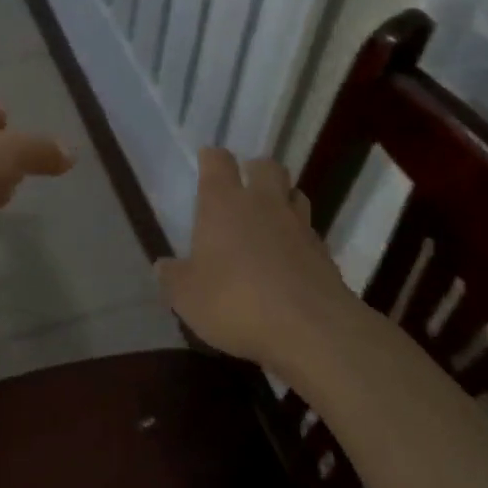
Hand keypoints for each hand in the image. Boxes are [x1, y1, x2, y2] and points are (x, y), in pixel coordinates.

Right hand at [157, 149, 354, 368]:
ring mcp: (298, 225)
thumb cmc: (236, 301)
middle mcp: (263, 203)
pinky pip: (309, 233)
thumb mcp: (187, 297)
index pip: (218, 161)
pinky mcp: (324, 253)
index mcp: (224, 203)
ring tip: (270, 221)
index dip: (212, 159)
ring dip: (283, 200)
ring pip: (294, 194)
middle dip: (255, 171)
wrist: (311, 329)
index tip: (206, 163)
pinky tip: (288, 262)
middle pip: (266, 166)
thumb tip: (163, 266)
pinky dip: (299, 239)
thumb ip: (173, 278)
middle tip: (244, 190)